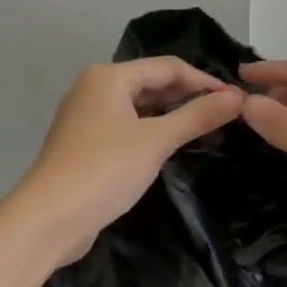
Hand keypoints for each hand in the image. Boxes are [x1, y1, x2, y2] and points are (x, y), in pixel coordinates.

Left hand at [11, 58, 244, 264]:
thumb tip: (238, 97)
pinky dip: (152, 130)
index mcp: (108, 77)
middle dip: (189, 96)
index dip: (205, 81)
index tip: (238, 99)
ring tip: (207, 128)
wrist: (48, 219)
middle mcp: (94, 88)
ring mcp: (86, 116)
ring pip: (139, 105)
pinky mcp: (85, 143)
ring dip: (171, 114)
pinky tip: (172, 145)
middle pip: (151, 82)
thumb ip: (198, 116)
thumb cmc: (104, 171)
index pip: (168, 67)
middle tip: (227, 114)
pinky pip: (127, 126)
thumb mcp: (157, 141)